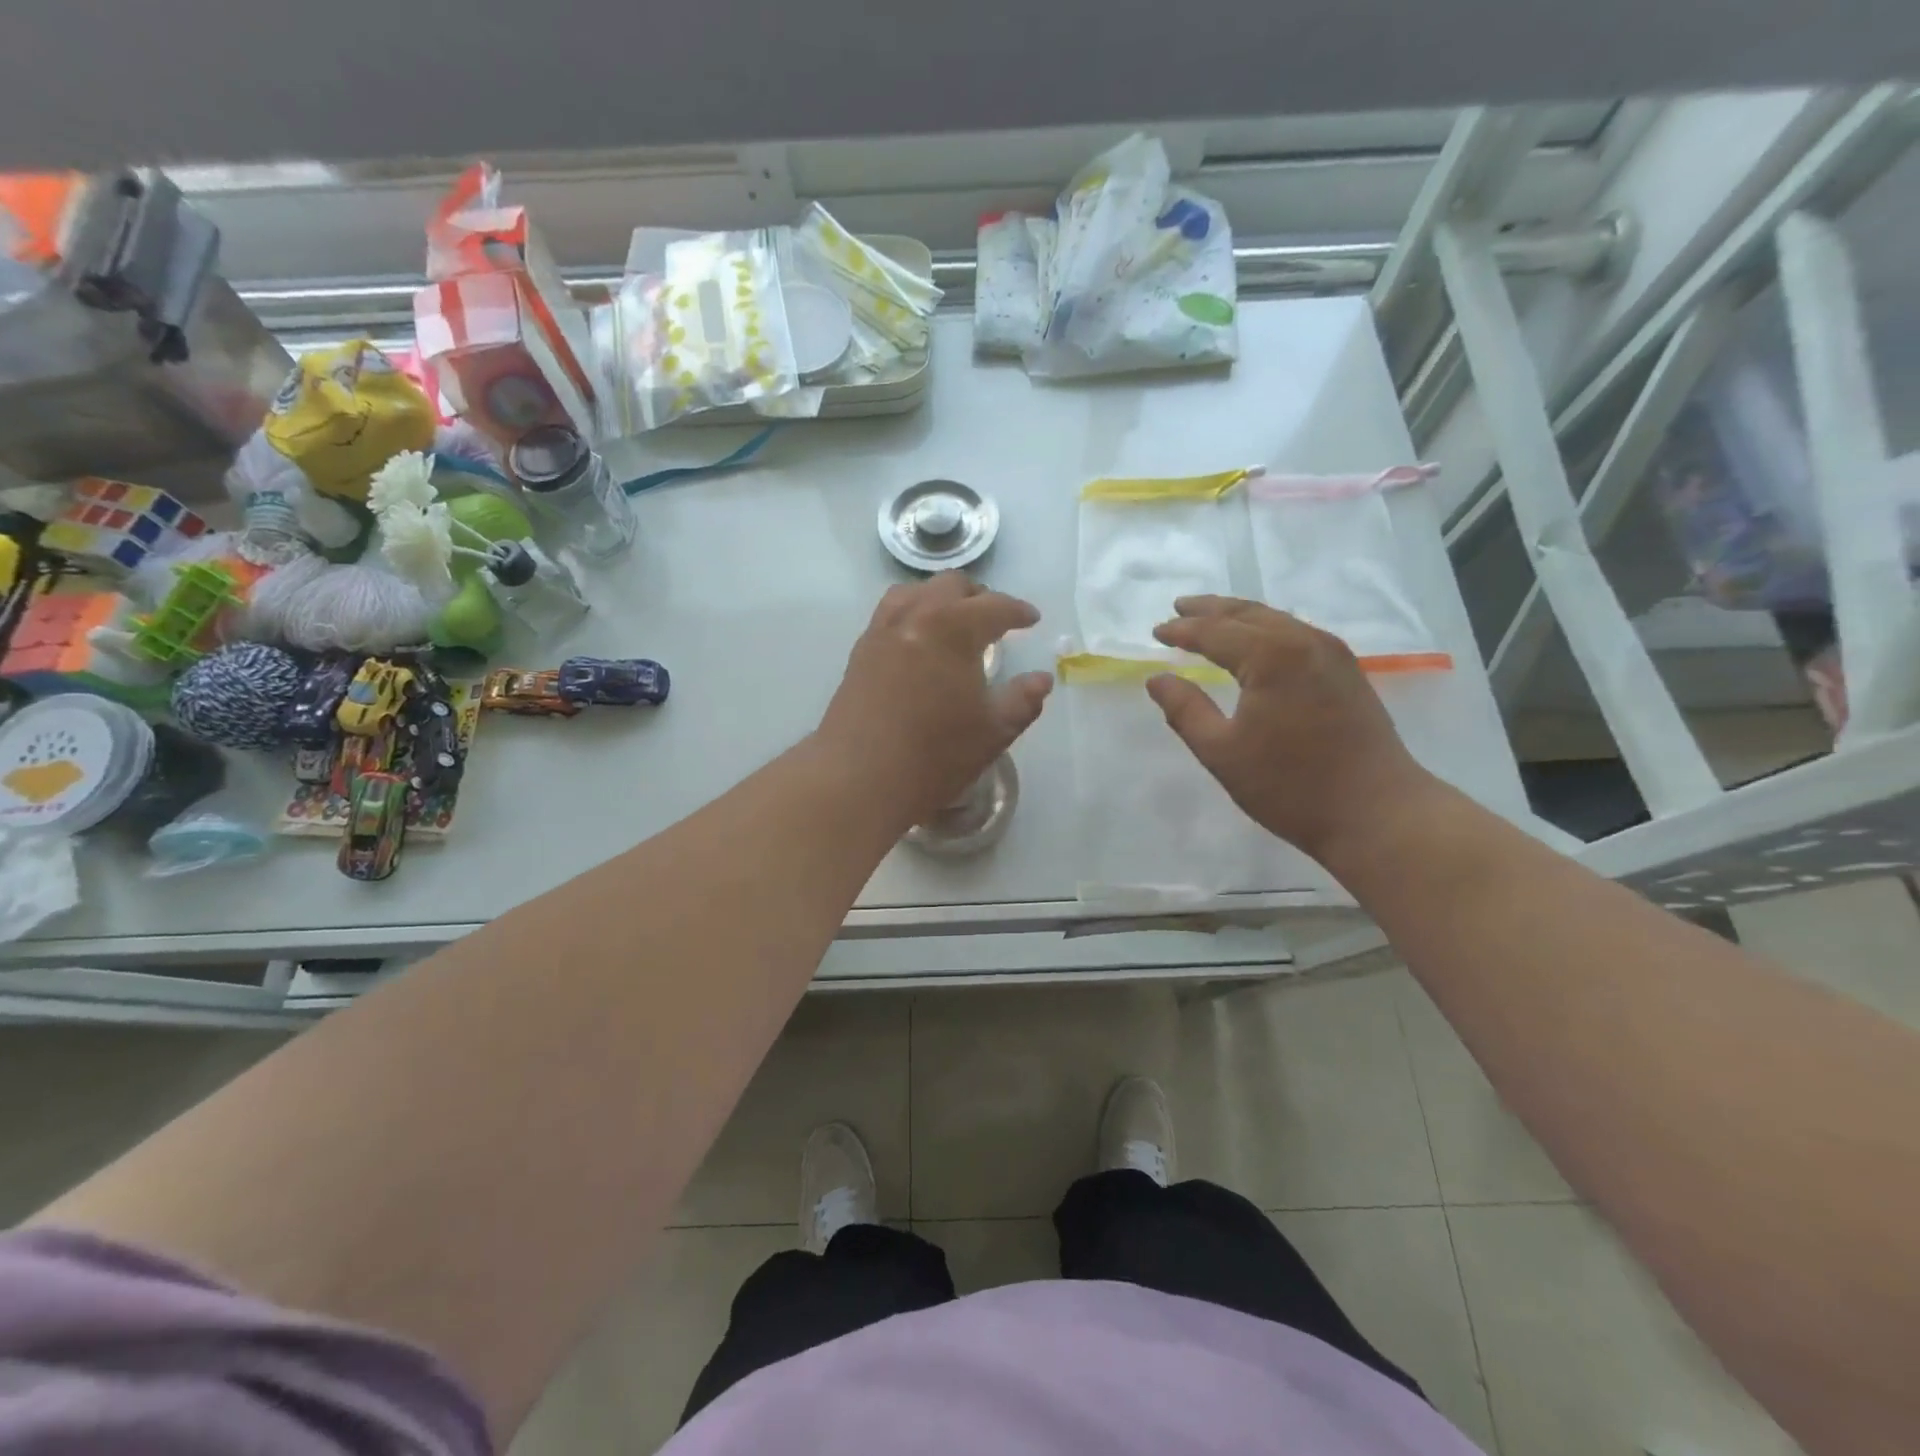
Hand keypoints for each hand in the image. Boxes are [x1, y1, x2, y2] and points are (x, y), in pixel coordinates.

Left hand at [816, 573, 1053, 827]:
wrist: (859, 777)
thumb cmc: (935, 755)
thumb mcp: (994, 732)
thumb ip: (1023, 700)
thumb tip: (1041, 679)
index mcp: (953, 629)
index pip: (994, 606)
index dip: (1018, 611)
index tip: (1031, 620)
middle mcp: (915, 617)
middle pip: (951, 586)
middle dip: (979, 597)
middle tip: (996, 619)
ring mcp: (882, 631)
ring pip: (914, 593)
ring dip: (941, 598)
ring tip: (954, 621)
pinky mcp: (860, 652)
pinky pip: (890, 614)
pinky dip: (912, 614)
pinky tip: (919, 643)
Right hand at [1147, 596, 1434, 862]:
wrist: (1377, 812)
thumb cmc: (1291, 785)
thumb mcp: (1222, 752)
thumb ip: (1185, 711)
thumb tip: (1157, 679)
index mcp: (1271, 656)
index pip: (1215, 632)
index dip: (1182, 631)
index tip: (1156, 631)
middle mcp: (1304, 641)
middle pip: (1248, 614)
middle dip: (1210, 610)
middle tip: (1178, 607)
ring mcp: (1332, 654)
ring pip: (1276, 620)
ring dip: (1239, 616)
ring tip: (1212, 618)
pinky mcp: (1347, 671)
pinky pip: (1297, 633)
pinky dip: (1266, 629)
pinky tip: (1257, 641)